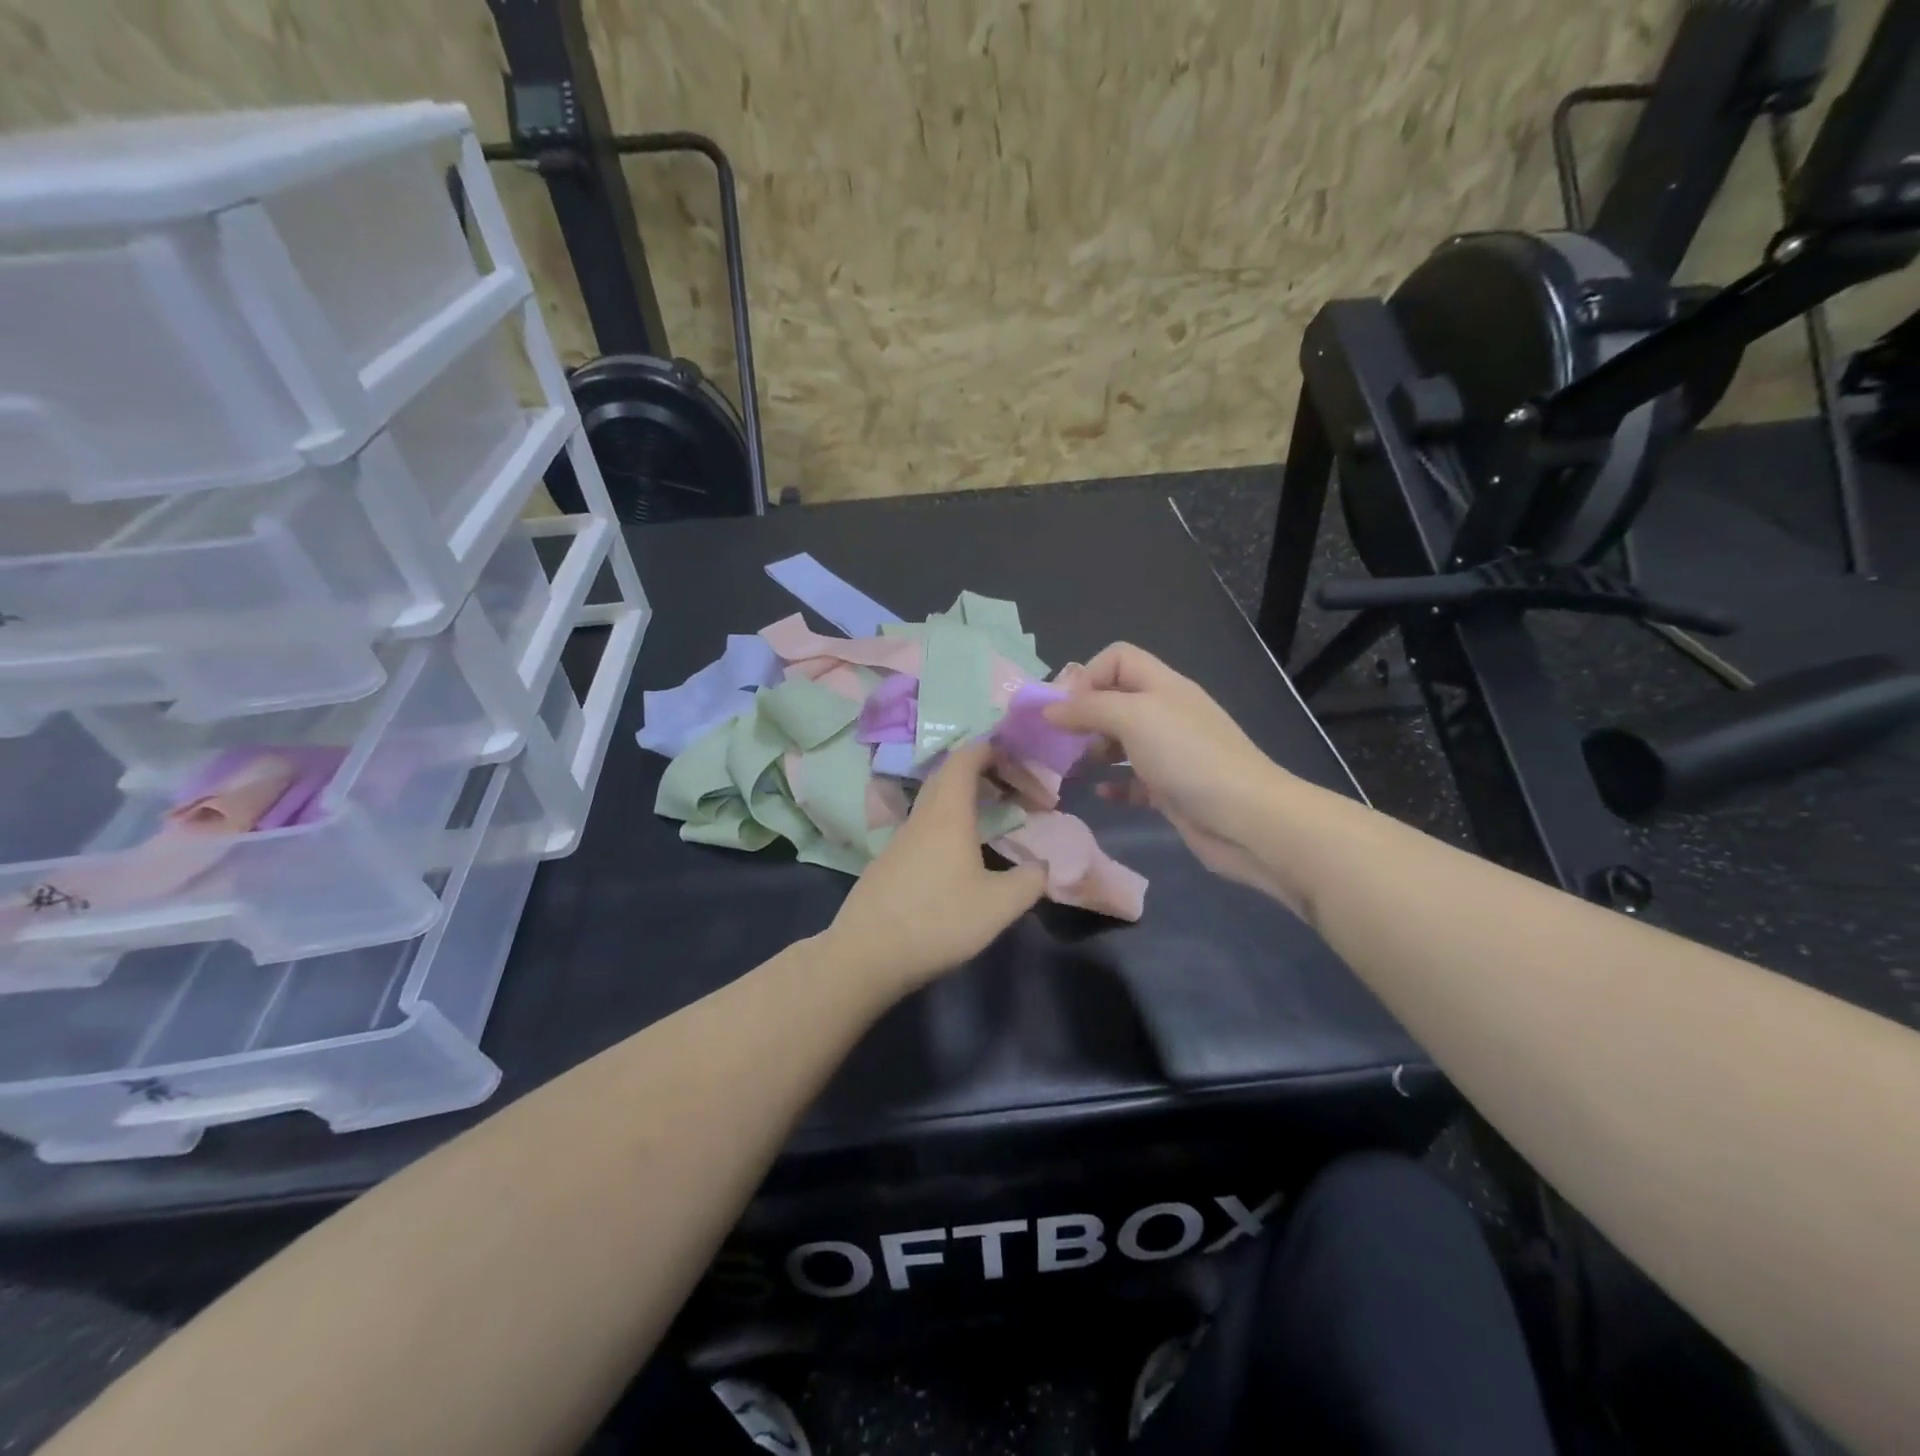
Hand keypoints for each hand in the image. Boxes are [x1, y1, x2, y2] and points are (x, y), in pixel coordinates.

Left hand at [823, 743, 1046, 991]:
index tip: (1018, 757)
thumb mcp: (999, 905)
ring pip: (935, 802)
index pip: (965, 759)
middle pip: (948, 776)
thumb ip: (1030, 880)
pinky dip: (949, 823)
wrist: (867, 954)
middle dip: (983, 772)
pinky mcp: (889, 862)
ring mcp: (900, 839)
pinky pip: (924, 826)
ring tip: (995, 817)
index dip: (991, 750)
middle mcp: (921, 817)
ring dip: (965, 800)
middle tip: (1015, 788)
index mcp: (947, 813)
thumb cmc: (938, 920)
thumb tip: (1043, 866)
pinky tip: (962, 854)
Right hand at [1046, 643, 1293, 897]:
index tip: (1065, 709)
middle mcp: (1166, 713)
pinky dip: (1115, 783)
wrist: (1246, 818)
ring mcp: (1171, 752)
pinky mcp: (1172, 788)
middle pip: (1116, 699)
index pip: (1118, 658)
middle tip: (1059, 740)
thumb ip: (1088, 708)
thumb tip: (1049, 709)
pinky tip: (1101, 793)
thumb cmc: (1188, 756)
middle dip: (1084, 715)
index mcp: (1162, 686)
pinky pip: (1134, 779)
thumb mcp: (1133, 717)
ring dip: (1094, 750)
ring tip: (1072, 768)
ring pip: (1122, 740)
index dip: (1087, 675)